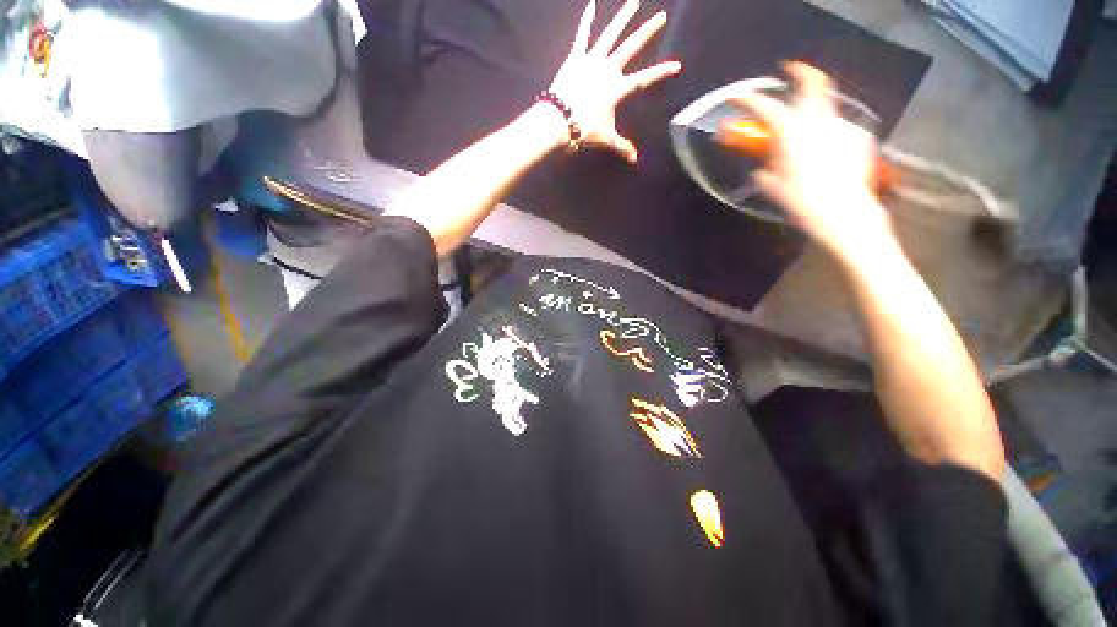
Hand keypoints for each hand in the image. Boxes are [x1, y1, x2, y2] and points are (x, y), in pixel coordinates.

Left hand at [549, 0, 681, 162]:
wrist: (559, 121)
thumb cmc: (584, 129)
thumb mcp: (605, 138)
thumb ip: (621, 146)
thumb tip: (634, 159)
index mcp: (618, 88)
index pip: (644, 79)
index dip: (660, 73)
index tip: (677, 65)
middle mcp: (608, 69)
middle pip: (631, 47)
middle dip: (648, 32)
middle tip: (661, 15)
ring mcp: (592, 60)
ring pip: (611, 34)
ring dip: (623, 16)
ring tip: (633, 0)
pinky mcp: (576, 58)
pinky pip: (582, 35)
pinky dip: (587, 20)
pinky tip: (592, 4)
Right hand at [734, 62, 895, 261]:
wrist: (842, 213)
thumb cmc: (801, 201)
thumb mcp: (773, 187)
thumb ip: (765, 172)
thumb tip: (762, 169)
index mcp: (792, 133)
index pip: (766, 107)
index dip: (748, 99)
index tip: (737, 97)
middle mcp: (818, 122)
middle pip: (813, 84)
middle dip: (801, 73)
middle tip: (792, 70)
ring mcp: (841, 127)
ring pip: (827, 106)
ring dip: (814, 107)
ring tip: (807, 122)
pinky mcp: (857, 138)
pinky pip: (838, 128)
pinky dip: (828, 132)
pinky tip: (826, 149)